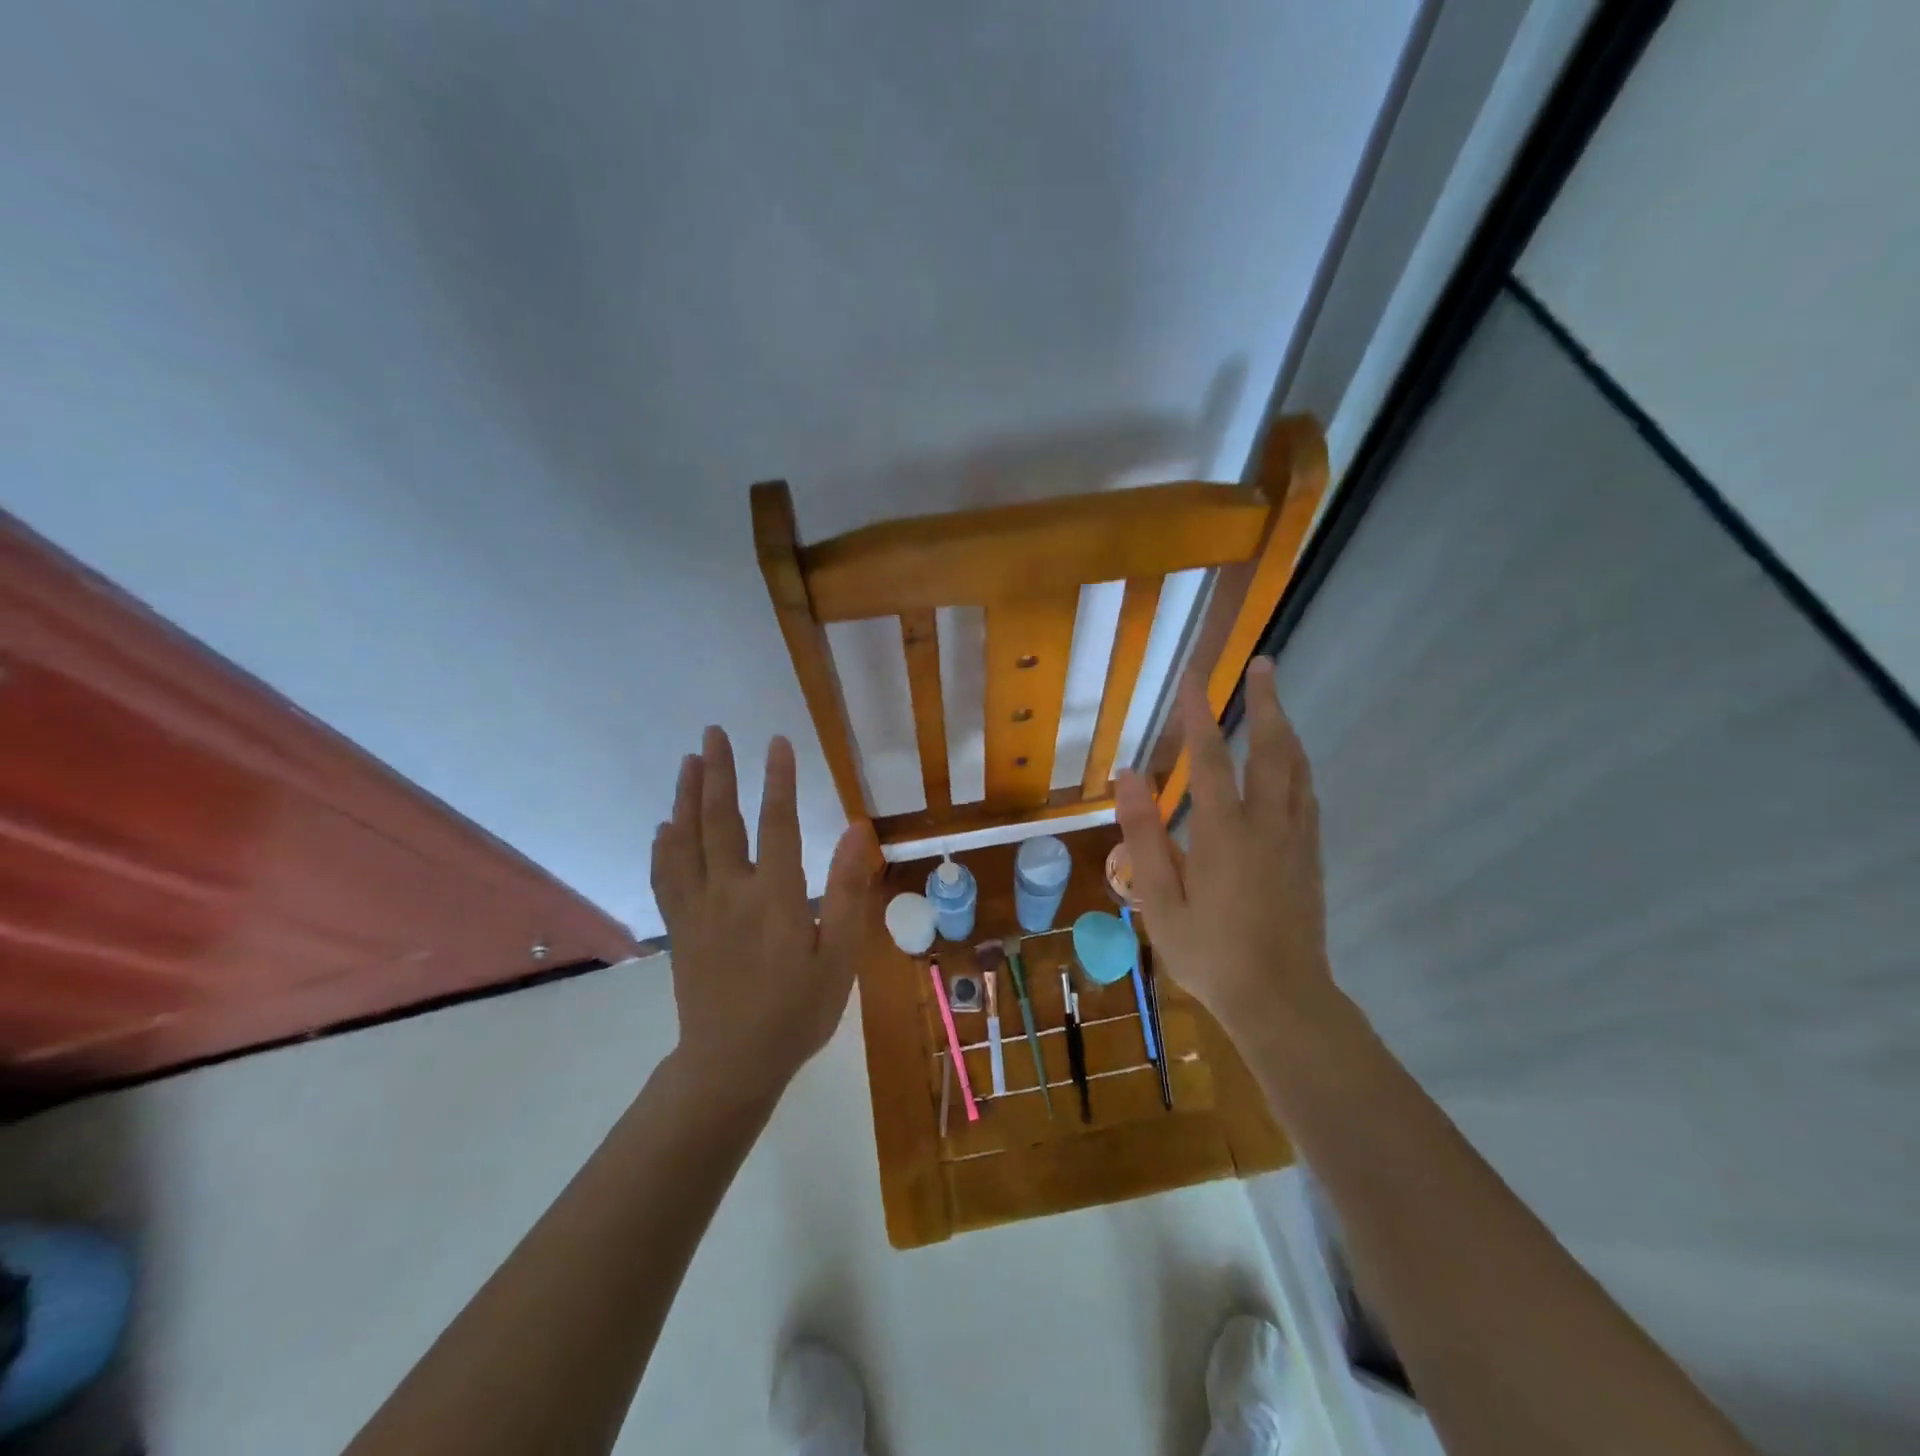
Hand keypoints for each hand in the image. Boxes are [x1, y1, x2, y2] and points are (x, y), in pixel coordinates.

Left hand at [651, 727, 876, 1098]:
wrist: (731, 1064)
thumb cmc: (796, 1012)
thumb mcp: (839, 959)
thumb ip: (847, 892)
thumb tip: (856, 832)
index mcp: (773, 898)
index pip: (777, 824)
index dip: (778, 780)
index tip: (777, 742)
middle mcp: (729, 893)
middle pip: (719, 820)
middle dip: (717, 772)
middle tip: (713, 733)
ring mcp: (696, 909)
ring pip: (685, 841)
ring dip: (686, 797)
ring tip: (688, 761)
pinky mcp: (679, 928)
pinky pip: (665, 876)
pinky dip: (664, 845)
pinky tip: (665, 826)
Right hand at [1116, 660, 1334, 1050]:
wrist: (1282, 1001)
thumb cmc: (1211, 955)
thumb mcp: (1161, 901)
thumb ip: (1144, 836)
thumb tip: (1128, 777)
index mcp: (1225, 834)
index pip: (1209, 759)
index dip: (1198, 714)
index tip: (1193, 677)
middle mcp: (1268, 825)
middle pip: (1271, 750)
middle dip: (1266, 703)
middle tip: (1263, 665)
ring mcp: (1296, 840)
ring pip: (1297, 770)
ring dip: (1285, 729)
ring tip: (1276, 702)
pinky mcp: (1311, 858)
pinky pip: (1308, 796)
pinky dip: (1297, 766)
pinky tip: (1291, 764)